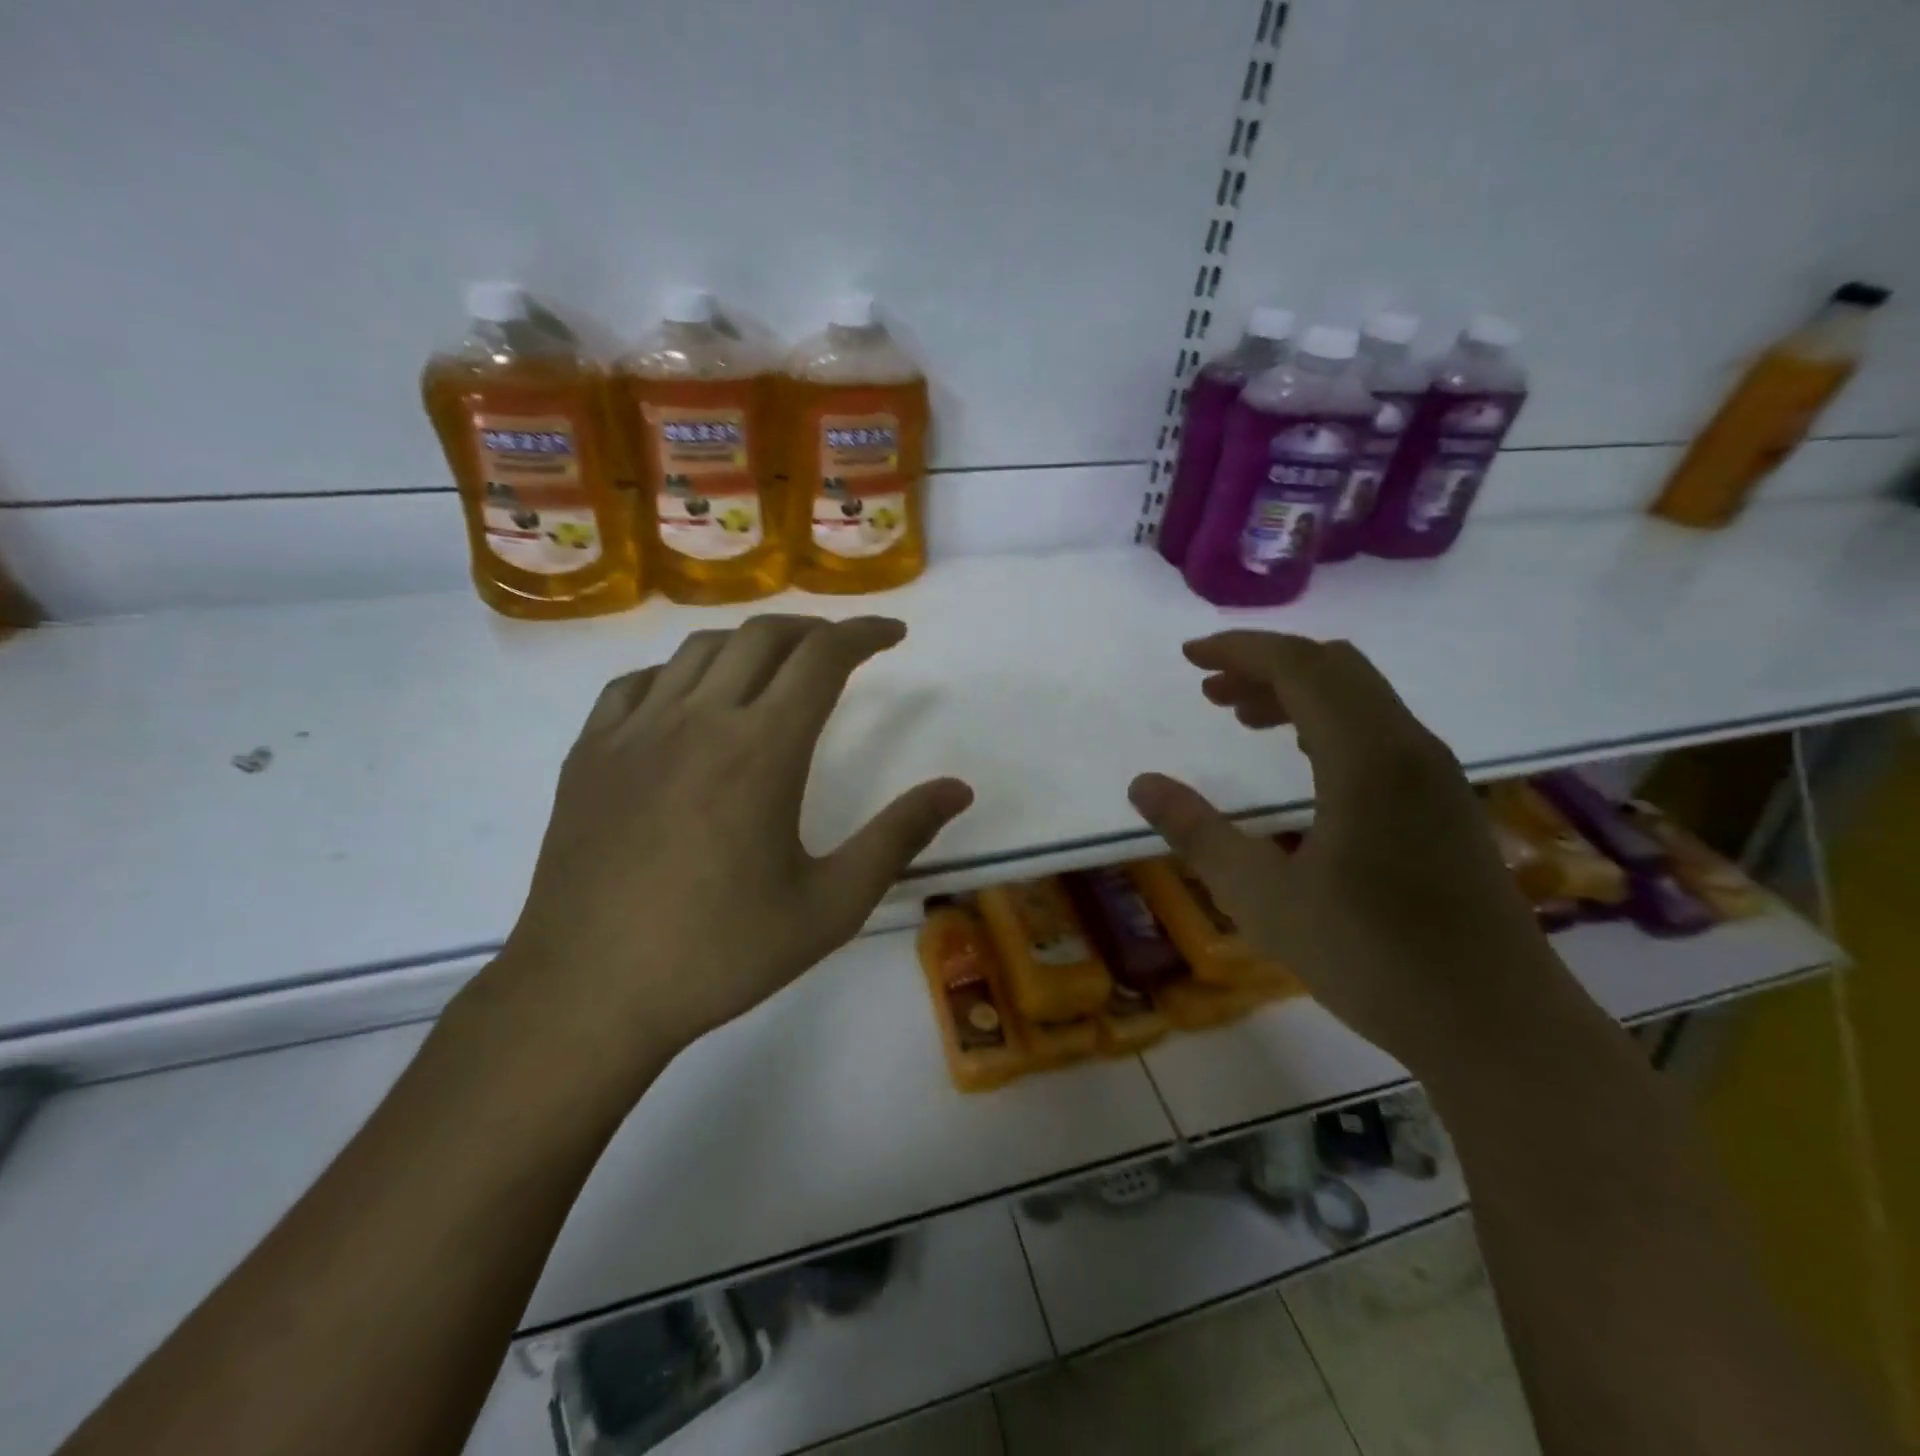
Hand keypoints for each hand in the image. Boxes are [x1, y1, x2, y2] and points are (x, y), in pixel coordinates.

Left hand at [471, 616, 972, 1098]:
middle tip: (842, 650)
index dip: (864, 634)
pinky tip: (691, 702)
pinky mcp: (590, 751)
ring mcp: (634, 730)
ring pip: (700, 648)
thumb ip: (898, 837)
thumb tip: (958, 789)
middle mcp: (698, 719)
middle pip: (763, 636)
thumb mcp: (831, 905)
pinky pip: (639, 681)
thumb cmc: (720, 952)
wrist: (589, 993)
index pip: (822, 656)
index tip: (892, 634)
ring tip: (776, 668)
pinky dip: (680, 672)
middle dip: (814, 629)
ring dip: (751, 643)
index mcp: (762, 749)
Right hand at [1128, 632, 1559, 1066]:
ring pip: (1361, 696)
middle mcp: (1409, 747)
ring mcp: (1435, 773)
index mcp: (1367, 758)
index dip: (1240, 650)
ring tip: (1242, 718)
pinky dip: (1329, 720)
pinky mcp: (1446, 801)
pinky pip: (1380, 728)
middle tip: (1210, 692)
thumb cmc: (1373, 959)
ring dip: (1298, 692)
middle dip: (1266, 665)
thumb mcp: (1263, 899)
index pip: (1301, 666)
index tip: (1189, 657)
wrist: (1497, 1025)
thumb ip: (1197, 834)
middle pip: (1334, 667)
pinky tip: (1301, 758)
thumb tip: (1142, 785)